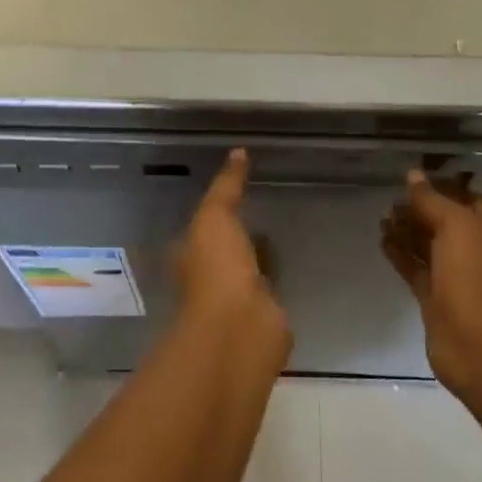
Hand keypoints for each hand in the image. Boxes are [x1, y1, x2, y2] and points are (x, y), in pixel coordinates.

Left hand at [174, 150, 285, 337]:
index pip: (198, 230)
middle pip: (222, 252)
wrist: (240, 329)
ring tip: (278, 235)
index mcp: (190, 255)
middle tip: (258, 214)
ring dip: (256, 259)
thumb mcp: (215, 215)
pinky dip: (276, 279)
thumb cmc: (216, 268)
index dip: (212, 214)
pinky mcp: (262, 317)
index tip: (231, 196)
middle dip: (235, 238)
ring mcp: (235, 300)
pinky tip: (291, 265)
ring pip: (246, 271)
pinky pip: (269, 290)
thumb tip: (238, 151)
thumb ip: (226, 185)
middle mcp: (208, 278)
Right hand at [382, 170, 481, 399]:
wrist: (480, 349)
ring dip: (406, 230)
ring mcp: (457, 275)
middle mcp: (476, 248)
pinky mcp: (438, 298)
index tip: (411, 178)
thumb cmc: (474, 278)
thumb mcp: (455, 226)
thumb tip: (413, 175)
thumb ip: (431, 200)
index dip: (440, 185)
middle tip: (391, 200)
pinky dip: (401, 254)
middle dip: (419, 208)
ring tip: (381, 218)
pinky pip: (417, 267)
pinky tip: (382, 241)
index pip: (465, 195)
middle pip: (444, 219)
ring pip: (429, 243)